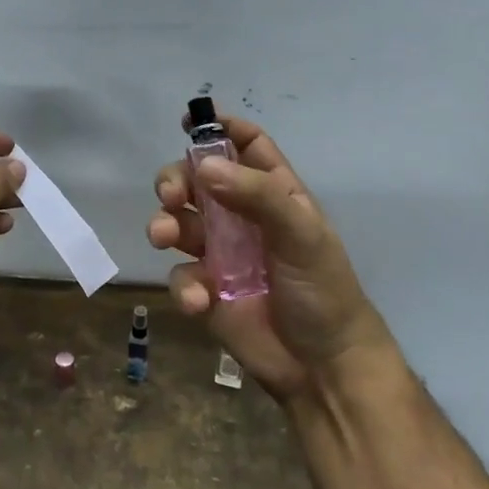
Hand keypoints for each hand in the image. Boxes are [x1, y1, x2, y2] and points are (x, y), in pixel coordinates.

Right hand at [146, 115, 393, 399]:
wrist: (323, 368)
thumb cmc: (322, 290)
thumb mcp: (301, 234)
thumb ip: (256, 195)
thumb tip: (203, 166)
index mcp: (274, 194)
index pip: (247, 146)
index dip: (220, 128)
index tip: (190, 119)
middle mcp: (242, 217)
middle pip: (198, 180)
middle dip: (176, 180)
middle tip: (170, 195)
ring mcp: (221, 254)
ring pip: (178, 223)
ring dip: (166, 224)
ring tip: (165, 236)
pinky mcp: (206, 291)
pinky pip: (181, 275)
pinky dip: (184, 285)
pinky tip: (200, 300)